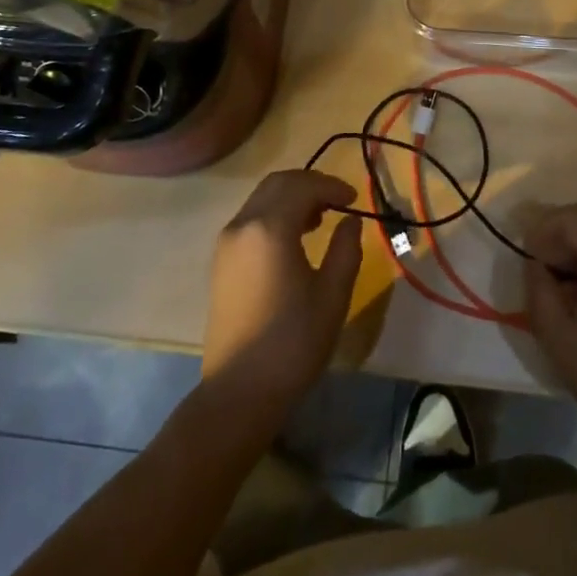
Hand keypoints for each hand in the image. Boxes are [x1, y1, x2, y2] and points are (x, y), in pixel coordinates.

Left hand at [200, 170, 363, 427]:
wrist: (239, 392)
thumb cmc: (293, 343)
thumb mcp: (332, 295)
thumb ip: (346, 248)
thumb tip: (350, 221)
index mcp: (270, 228)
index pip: (303, 186)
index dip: (332, 186)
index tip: (355, 198)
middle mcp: (242, 225)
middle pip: (277, 183)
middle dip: (310, 184)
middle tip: (338, 200)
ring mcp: (227, 242)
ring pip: (261, 198)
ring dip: (291, 197)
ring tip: (320, 218)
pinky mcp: (221, 260)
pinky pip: (251, 218)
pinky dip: (275, 213)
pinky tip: (294, 237)